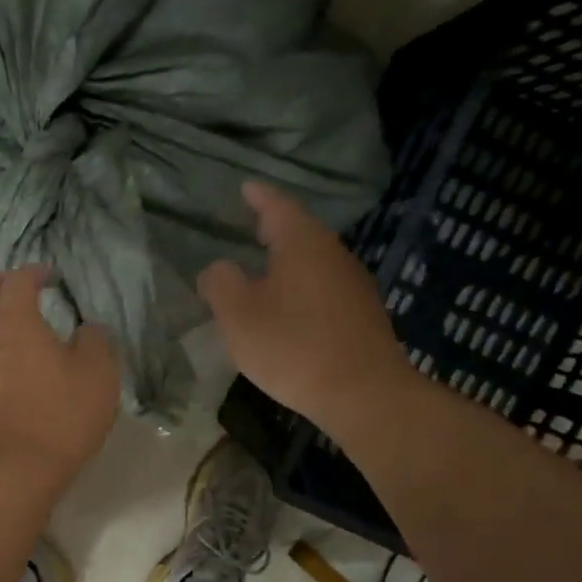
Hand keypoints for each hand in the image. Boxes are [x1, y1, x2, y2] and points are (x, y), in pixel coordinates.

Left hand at [0, 266, 119, 485]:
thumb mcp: (98, 376)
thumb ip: (95, 342)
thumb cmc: (59, 417)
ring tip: (4, 327)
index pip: (16, 282)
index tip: (48, 275)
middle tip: (12, 289)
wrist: (8, 473)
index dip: (31, 272)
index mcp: (15, 324)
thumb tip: (88, 329)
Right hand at [198, 181, 410, 428]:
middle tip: (250, 224)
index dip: (258, 196)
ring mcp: (353, 284)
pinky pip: (324, 286)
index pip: (277, 205)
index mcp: (302, 243)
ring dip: (288, 259)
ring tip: (264, 266)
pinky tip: (289, 305)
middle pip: (300, 231)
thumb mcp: (238, 314)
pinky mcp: (362, 314)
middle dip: (274, 226)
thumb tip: (219, 268)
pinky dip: (302, 285)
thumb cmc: (292, 346)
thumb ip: (220, 283)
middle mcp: (333, 254)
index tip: (245, 187)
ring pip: (314, 260)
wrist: (363, 393)